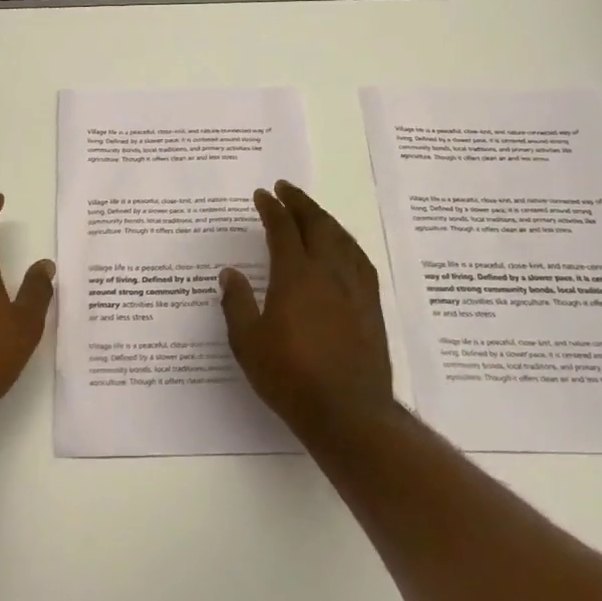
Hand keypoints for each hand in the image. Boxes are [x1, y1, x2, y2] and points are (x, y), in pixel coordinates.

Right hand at [219, 181, 396, 432]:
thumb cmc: (290, 377)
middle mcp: (328, 272)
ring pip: (341, 238)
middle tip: (285, 188)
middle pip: (316, 224)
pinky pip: (359, 259)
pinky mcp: (371, 305)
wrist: (348, 411)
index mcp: (296, 275)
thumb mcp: (249, 343)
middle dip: (299, 202)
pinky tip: (342, 246)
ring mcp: (354, 287)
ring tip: (311, 211)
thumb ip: (237, 304)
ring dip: (324, 218)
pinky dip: (346, 241)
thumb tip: (230, 273)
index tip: (262, 195)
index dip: (271, 208)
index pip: (283, 229)